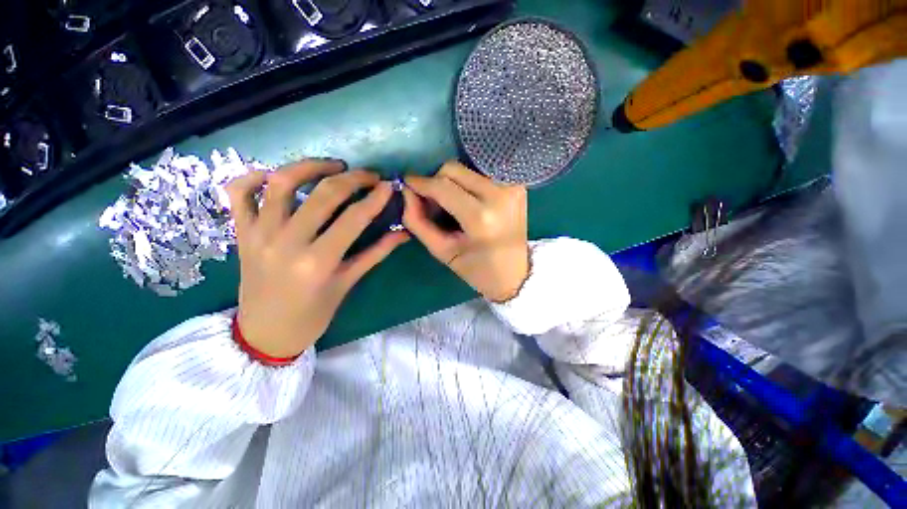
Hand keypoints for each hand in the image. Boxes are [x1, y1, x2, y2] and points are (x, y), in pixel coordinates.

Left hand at [226, 160, 408, 357]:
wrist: (266, 333)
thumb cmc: (313, 314)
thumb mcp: (348, 283)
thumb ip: (376, 253)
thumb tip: (403, 233)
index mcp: (318, 262)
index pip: (353, 219)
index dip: (375, 199)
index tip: (388, 186)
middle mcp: (286, 242)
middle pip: (322, 195)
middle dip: (352, 179)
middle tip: (368, 175)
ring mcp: (259, 234)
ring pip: (280, 183)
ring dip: (310, 166)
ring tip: (332, 166)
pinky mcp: (241, 232)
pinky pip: (239, 194)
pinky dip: (254, 176)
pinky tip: (277, 176)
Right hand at [403, 161, 528, 301]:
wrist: (516, 274)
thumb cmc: (477, 269)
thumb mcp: (442, 251)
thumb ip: (418, 222)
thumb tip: (406, 192)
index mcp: (481, 218)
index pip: (443, 187)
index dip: (420, 183)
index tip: (407, 185)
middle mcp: (499, 195)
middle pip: (453, 170)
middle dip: (436, 182)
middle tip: (433, 203)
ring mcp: (511, 187)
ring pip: (466, 170)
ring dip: (452, 183)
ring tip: (452, 206)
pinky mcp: (517, 186)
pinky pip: (481, 175)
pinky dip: (468, 185)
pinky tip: (469, 203)